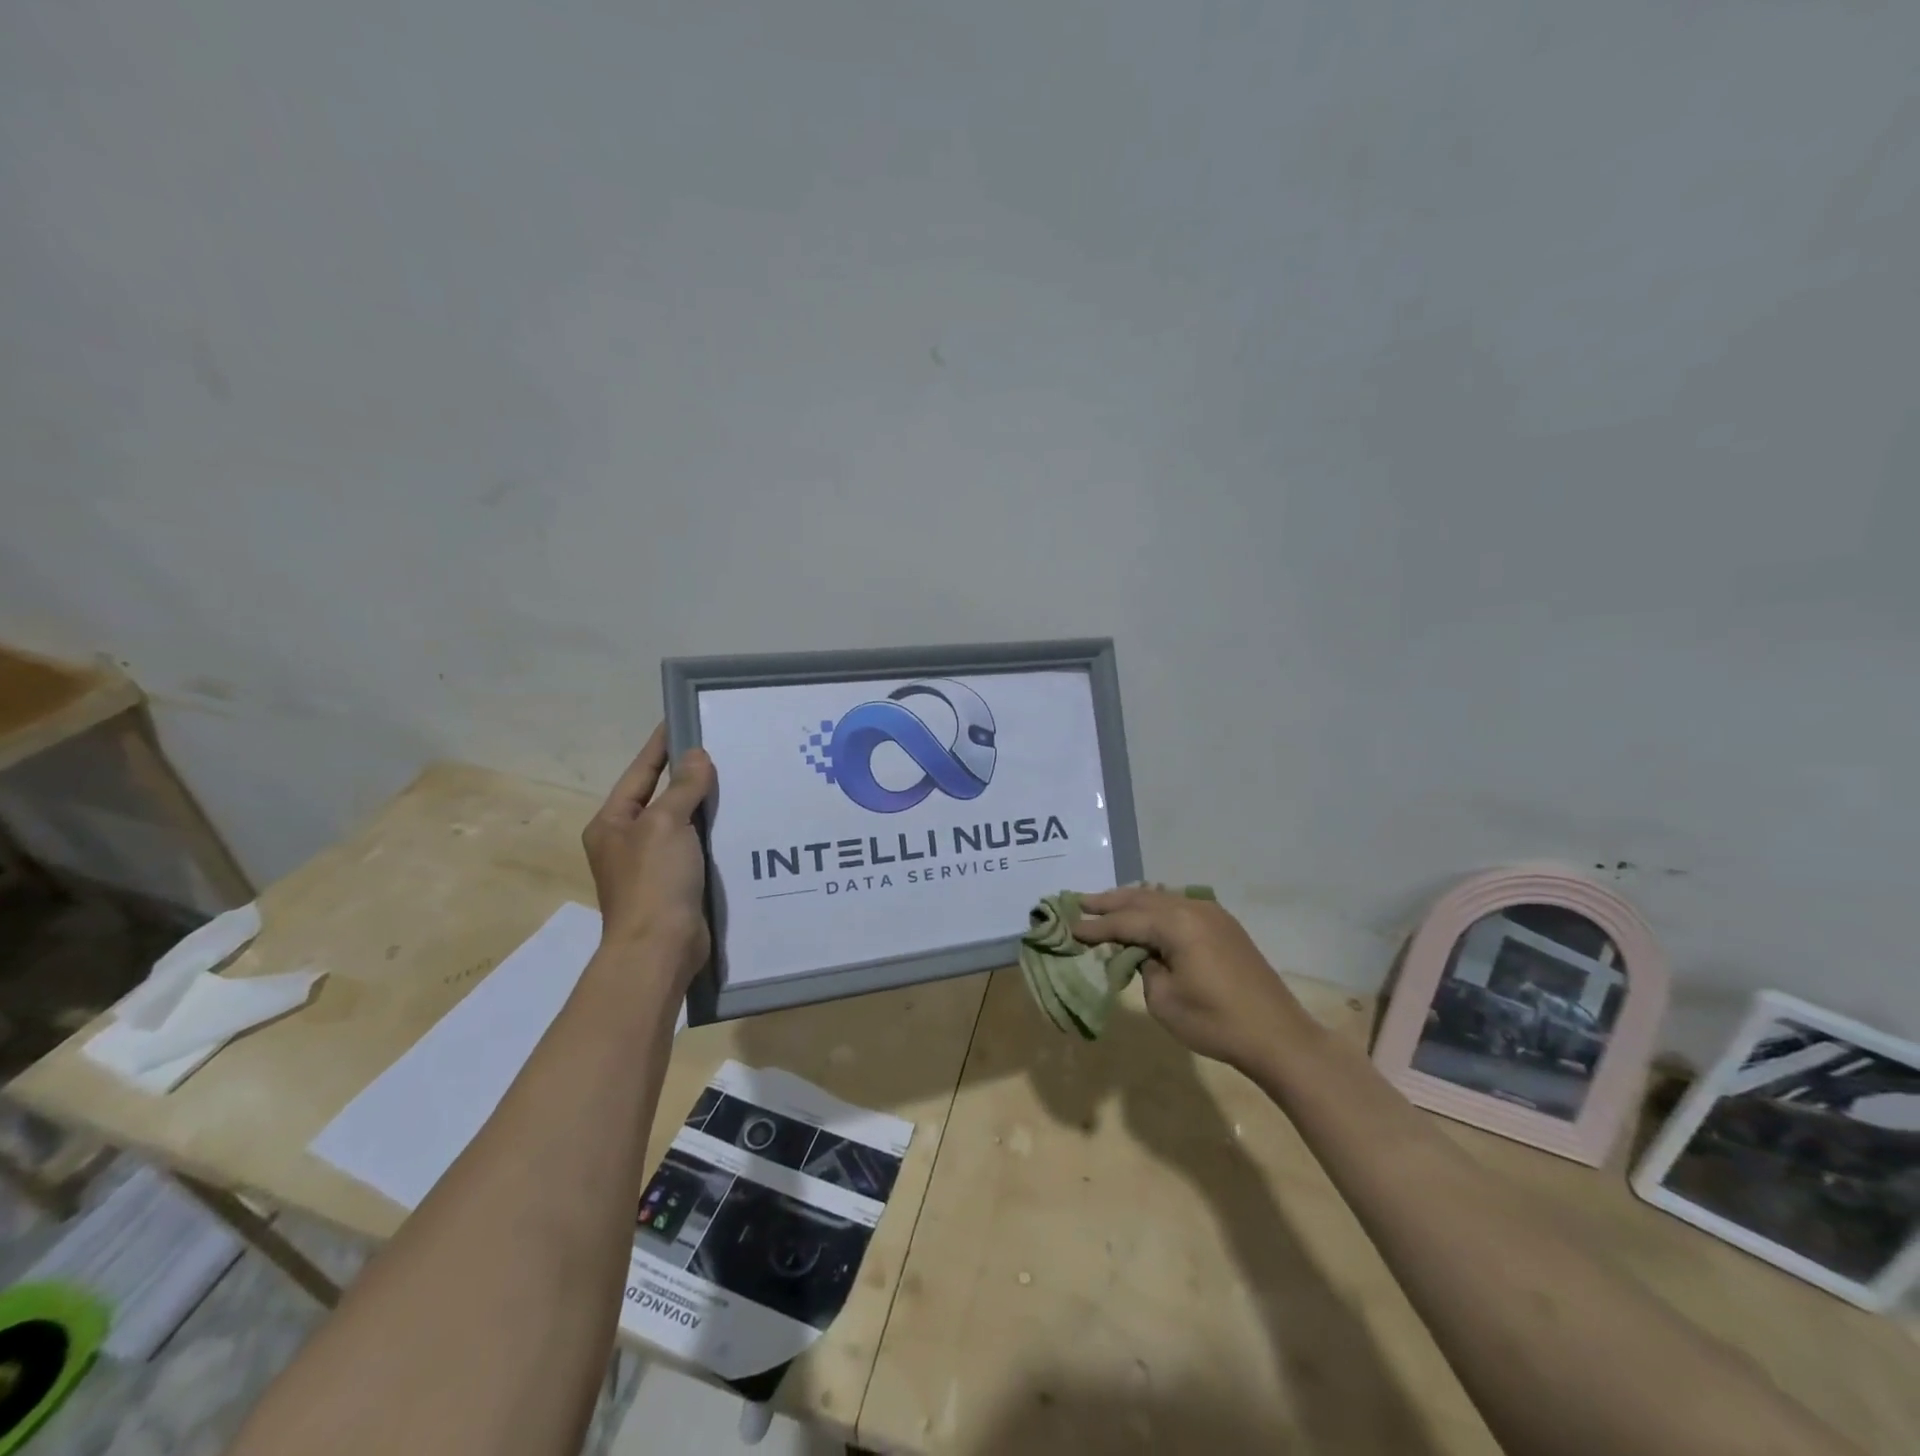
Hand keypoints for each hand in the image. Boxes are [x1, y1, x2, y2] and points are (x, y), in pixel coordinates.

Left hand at [582, 724, 716, 979]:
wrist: (660, 949)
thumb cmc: (654, 881)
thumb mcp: (665, 824)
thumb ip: (682, 788)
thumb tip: (697, 756)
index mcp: (613, 823)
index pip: (641, 772)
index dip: (661, 746)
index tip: (682, 719)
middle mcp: (629, 841)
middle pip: (662, 797)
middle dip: (690, 775)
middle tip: (724, 748)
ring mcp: (653, 865)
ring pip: (684, 823)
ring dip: (707, 805)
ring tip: (740, 779)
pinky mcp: (678, 885)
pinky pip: (699, 848)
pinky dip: (717, 833)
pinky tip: (743, 822)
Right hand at [1075, 886, 1310, 1071]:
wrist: (1278, 1036)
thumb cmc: (1216, 1022)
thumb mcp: (1164, 1000)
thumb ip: (1144, 968)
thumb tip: (1142, 954)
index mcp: (1176, 924)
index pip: (1125, 921)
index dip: (1096, 926)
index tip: (1069, 927)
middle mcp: (1193, 908)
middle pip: (1142, 899)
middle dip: (1110, 902)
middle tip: (1079, 902)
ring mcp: (1212, 914)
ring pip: (1162, 897)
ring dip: (1133, 901)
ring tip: (1106, 904)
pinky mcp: (1225, 926)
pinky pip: (1180, 905)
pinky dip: (1156, 907)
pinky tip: (1146, 913)